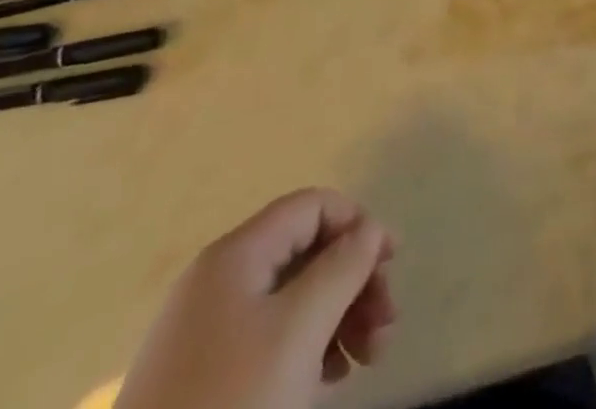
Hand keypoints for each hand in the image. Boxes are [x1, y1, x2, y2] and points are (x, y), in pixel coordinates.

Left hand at [116, 188, 396, 408]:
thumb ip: (342, 268)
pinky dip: (307, 347)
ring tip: (367, 360)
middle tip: (386, 327)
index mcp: (236, 254)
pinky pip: (269, 338)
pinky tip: (329, 379)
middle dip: (353, 281)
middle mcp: (219, 279)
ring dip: (338, 317)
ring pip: (290, 299)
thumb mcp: (299, 331)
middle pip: (305, 253)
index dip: (358, 223)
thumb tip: (369, 229)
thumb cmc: (233, 404)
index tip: (393, 264)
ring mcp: (206, 330)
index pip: (311, 206)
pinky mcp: (202, 377)